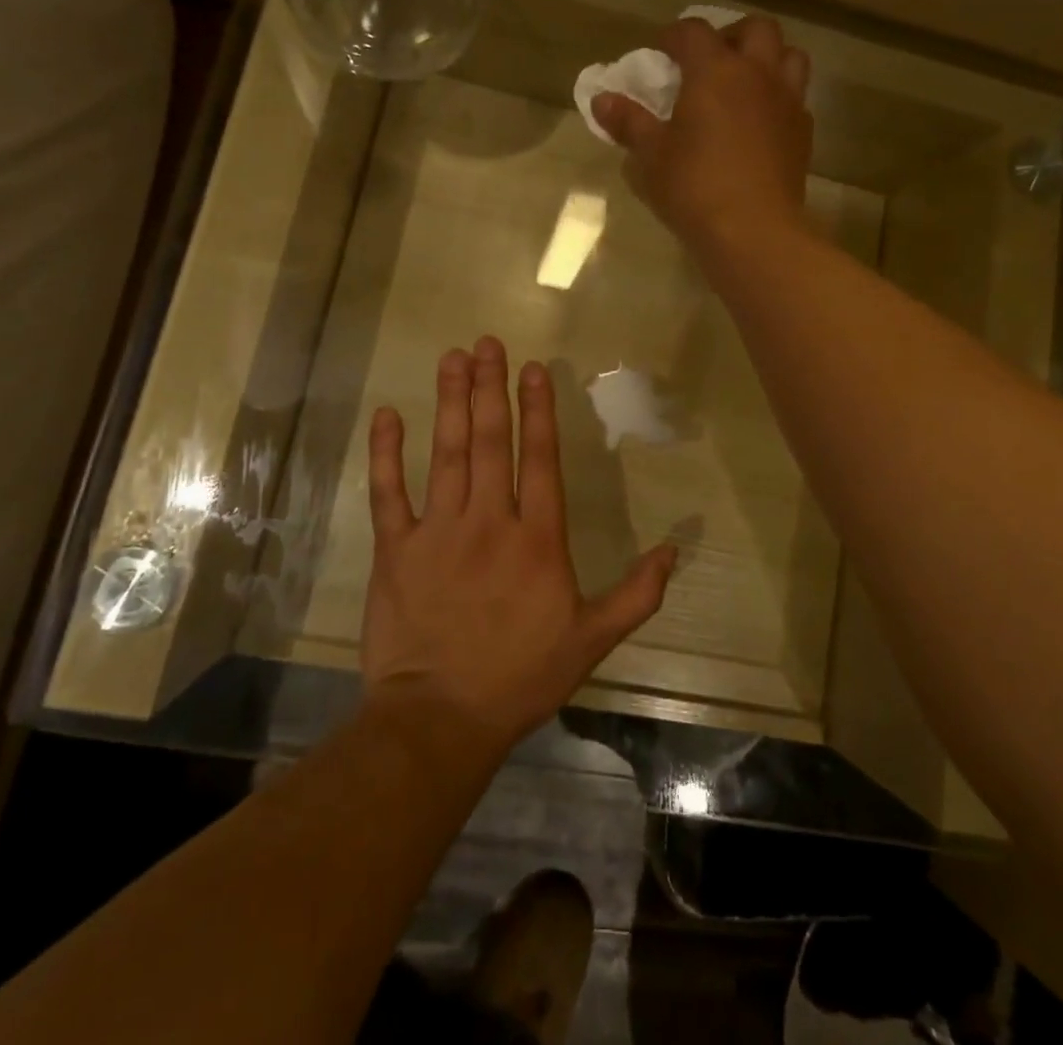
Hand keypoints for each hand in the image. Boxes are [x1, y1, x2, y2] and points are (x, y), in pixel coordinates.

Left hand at [362, 337, 676, 753]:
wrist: (441, 719)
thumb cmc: (520, 677)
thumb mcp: (592, 640)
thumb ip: (636, 593)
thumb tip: (676, 549)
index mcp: (537, 539)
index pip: (538, 458)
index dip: (537, 409)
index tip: (532, 368)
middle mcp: (489, 521)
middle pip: (490, 441)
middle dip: (489, 387)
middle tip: (486, 343)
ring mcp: (438, 531)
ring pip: (446, 454)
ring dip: (450, 402)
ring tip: (454, 358)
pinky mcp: (395, 549)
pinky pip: (389, 492)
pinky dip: (386, 453)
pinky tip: (388, 415)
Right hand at [590, 15, 811, 256]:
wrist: (754, 231)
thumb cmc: (694, 188)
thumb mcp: (651, 157)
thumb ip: (628, 123)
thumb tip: (601, 100)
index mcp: (715, 71)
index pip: (693, 32)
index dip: (674, 36)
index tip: (660, 53)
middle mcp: (757, 75)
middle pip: (756, 29)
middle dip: (731, 35)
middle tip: (709, 61)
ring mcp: (787, 102)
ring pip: (788, 56)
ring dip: (767, 59)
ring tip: (744, 85)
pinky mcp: (803, 133)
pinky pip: (795, 98)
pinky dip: (778, 98)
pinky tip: (759, 124)